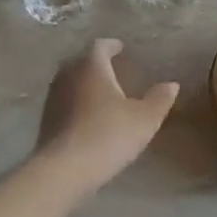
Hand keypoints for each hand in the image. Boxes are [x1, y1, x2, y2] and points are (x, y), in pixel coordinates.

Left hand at [36, 39, 179, 196]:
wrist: (64, 170)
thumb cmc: (108, 135)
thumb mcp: (144, 119)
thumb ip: (159, 99)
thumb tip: (172, 84)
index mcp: (92, 66)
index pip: (100, 46)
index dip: (112, 46)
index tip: (121, 49)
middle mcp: (68, 74)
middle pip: (81, 61)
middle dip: (95, 64)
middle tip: (111, 70)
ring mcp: (53, 97)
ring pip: (69, 81)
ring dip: (83, 84)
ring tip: (100, 94)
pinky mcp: (45, 120)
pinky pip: (63, 102)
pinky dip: (74, 103)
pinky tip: (85, 117)